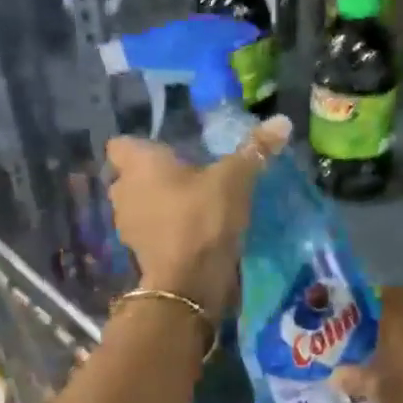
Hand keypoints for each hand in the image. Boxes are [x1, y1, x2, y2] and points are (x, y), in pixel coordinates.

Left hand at [105, 117, 290, 315]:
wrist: (188, 282)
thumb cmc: (203, 217)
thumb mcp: (235, 178)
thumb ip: (255, 149)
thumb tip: (282, 120)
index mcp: (139, 164)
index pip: (120, 144)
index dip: (141, 145)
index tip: (169, 150)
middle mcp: (124, 190)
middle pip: (130, 175)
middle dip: (153, 174)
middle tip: (187, 174)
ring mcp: (128, 224)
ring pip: (139, 204)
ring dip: (159, 203)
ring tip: (193, 203)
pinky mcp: (139, 252)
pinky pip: (150, 230)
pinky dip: (165, 228)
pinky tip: (193, 229)